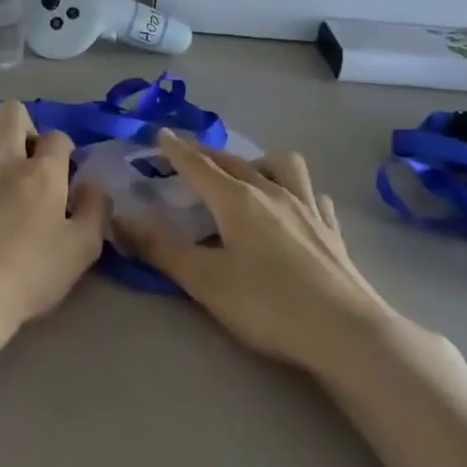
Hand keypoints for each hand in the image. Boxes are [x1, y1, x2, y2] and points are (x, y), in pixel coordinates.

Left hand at [0, 102, 108, 336]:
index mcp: (43, 172)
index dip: (62, 152)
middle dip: (23, 125)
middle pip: (12, 111)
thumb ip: (96, 211)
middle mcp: (3, 158)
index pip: (58, 137)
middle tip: (25, 157)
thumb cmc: (28, 277)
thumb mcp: (83, 251)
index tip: (60, 174)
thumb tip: (93, 186)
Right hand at [118, 131, 398, 371]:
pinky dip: (297, 191)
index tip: (160, 134)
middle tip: (187, 153)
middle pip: (233, 161)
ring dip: (258, 162)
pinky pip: (312, 195)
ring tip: (246, 176)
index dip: (176, 150)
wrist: (346, 332)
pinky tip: (293, 206)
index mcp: (236, 201)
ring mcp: (306, 208)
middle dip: (206, 152)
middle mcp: (271, 193)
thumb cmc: (267, 304)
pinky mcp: (331, 230)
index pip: (198, 166)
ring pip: (282, 165)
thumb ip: (160, 250)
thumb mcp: (205, 281)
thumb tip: (120, 222)